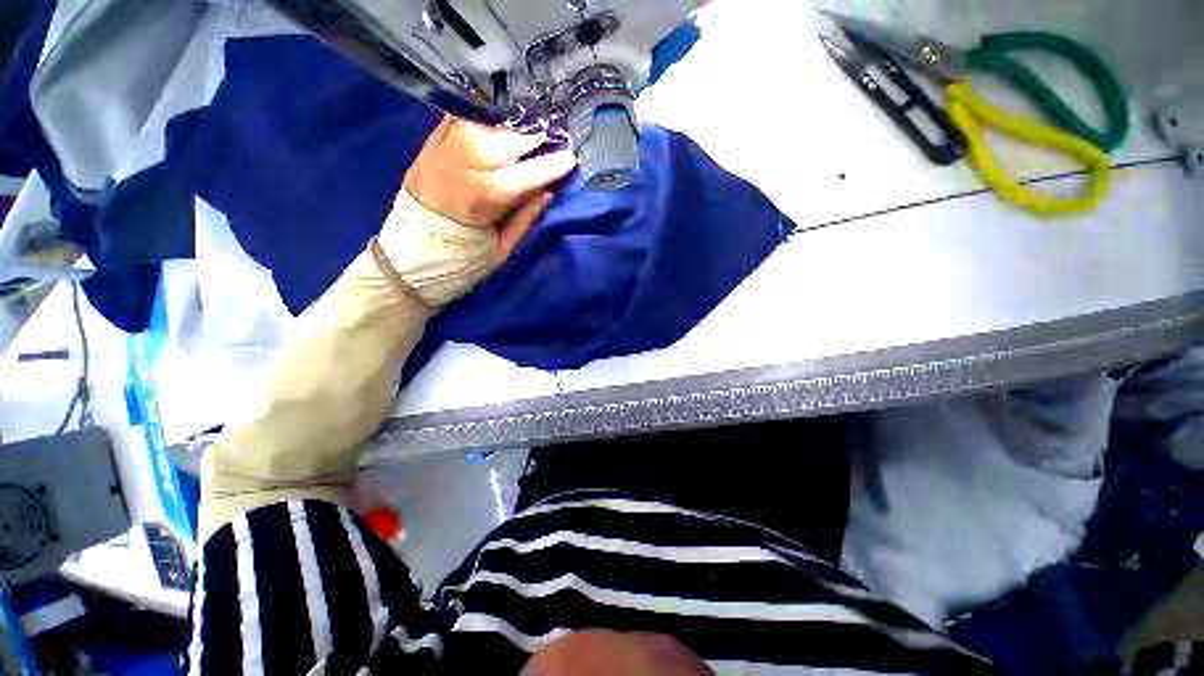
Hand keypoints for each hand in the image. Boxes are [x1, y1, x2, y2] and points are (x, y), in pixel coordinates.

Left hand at [404, 115, 576, 262]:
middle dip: (535, 135)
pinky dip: (481, 113)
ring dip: (511, 120)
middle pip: (506, 139)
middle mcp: (462, 165)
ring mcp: (441, 150)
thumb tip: (547, 191)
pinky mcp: (427, 144)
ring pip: (483, 121)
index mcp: (483, 198)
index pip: (526, 174)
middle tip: (556, 132)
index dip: (551, 166)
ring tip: (531, 120)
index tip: (571, 157)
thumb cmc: (461, 262)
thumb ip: (525, 219)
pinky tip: (499, 114)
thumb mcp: (501, 250)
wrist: (408, 258)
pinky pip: (458, 116)